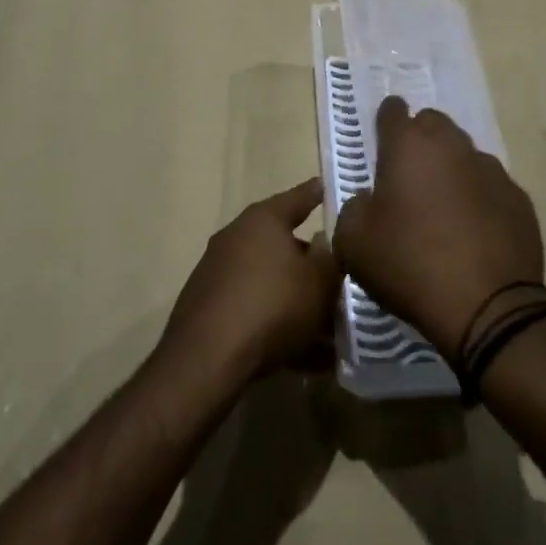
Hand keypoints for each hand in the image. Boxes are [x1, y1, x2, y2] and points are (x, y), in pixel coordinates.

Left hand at [160, 179, 339, 387]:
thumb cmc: (272, 305)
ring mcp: (218, 272)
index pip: (298, 198)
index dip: (316, 193)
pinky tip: (304, 358)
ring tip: (328, 333)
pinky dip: (277, 326)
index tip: (327, 186)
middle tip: (337, 282)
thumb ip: (330, 258)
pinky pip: (254, 310)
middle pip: (284, 246)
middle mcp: (237, 237)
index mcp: (263, 219)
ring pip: (270, 283)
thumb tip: (324, 242)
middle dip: (311, 266)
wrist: (208, 359)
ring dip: (297, 303)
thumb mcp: (319, 282)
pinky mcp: (208, 307)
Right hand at [334, 97, 544, 359]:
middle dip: (420, 141)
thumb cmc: (409, 264)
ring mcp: (490, 169)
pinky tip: (474, 233)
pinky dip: (479, 199)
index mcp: (408, 146)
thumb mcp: (353, 243)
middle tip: (409, 177)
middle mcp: (451, 145)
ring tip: (443, 210)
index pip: (393, 111)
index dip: (386, 120)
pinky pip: (491, 187)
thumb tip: (369, 201)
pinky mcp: (519, 199)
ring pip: (464, 155)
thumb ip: (354, 208)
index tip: (383, 138)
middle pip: (433, 125)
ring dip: (451, 171)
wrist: (487, 307)